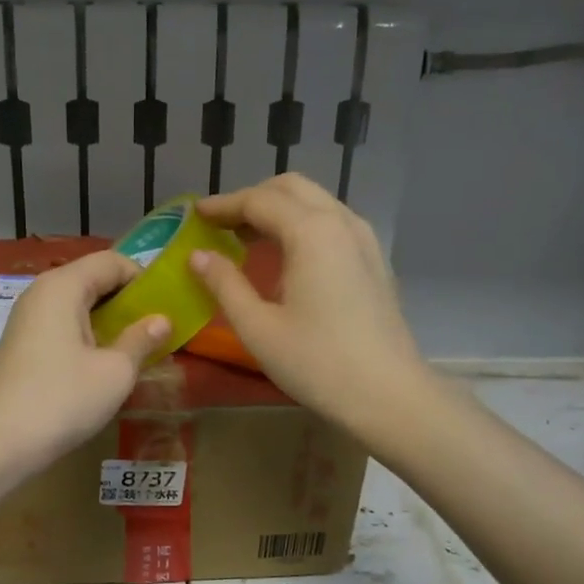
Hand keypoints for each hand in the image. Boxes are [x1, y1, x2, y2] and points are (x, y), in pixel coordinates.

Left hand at [0, 250, 169, 468]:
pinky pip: (61, 324)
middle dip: (126, 300)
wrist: (0, 442)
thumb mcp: (115, 371)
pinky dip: (85, 334)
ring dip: (107, 320)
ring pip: (76, 304)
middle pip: (92, 279)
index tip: (166, 306)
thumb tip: (162, 320)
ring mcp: (26, 318)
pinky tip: (100, 363)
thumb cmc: (64, 399)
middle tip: (155, 328)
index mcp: (63, 286)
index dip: (143, 278)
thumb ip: (141, 339)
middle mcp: (40, 292)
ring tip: (133, 347)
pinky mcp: (20, 343)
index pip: (111, 261)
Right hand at [191, 174, 431, 434]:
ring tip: (247, 239)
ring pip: (316, 202)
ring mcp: (364, 239)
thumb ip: (224, 285)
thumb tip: (198, 256)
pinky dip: (302, 224)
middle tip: (221, 224)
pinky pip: (332, 223)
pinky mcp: (374, 260)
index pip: (259, 201)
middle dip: (252, 198)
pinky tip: (286, 257)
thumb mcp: (258, 327)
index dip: (223, 205)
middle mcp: (341, 222)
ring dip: (279, 210)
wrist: (388, 395)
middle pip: (291, 189)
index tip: (195, 215)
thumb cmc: (317, 363)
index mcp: (311, 232)